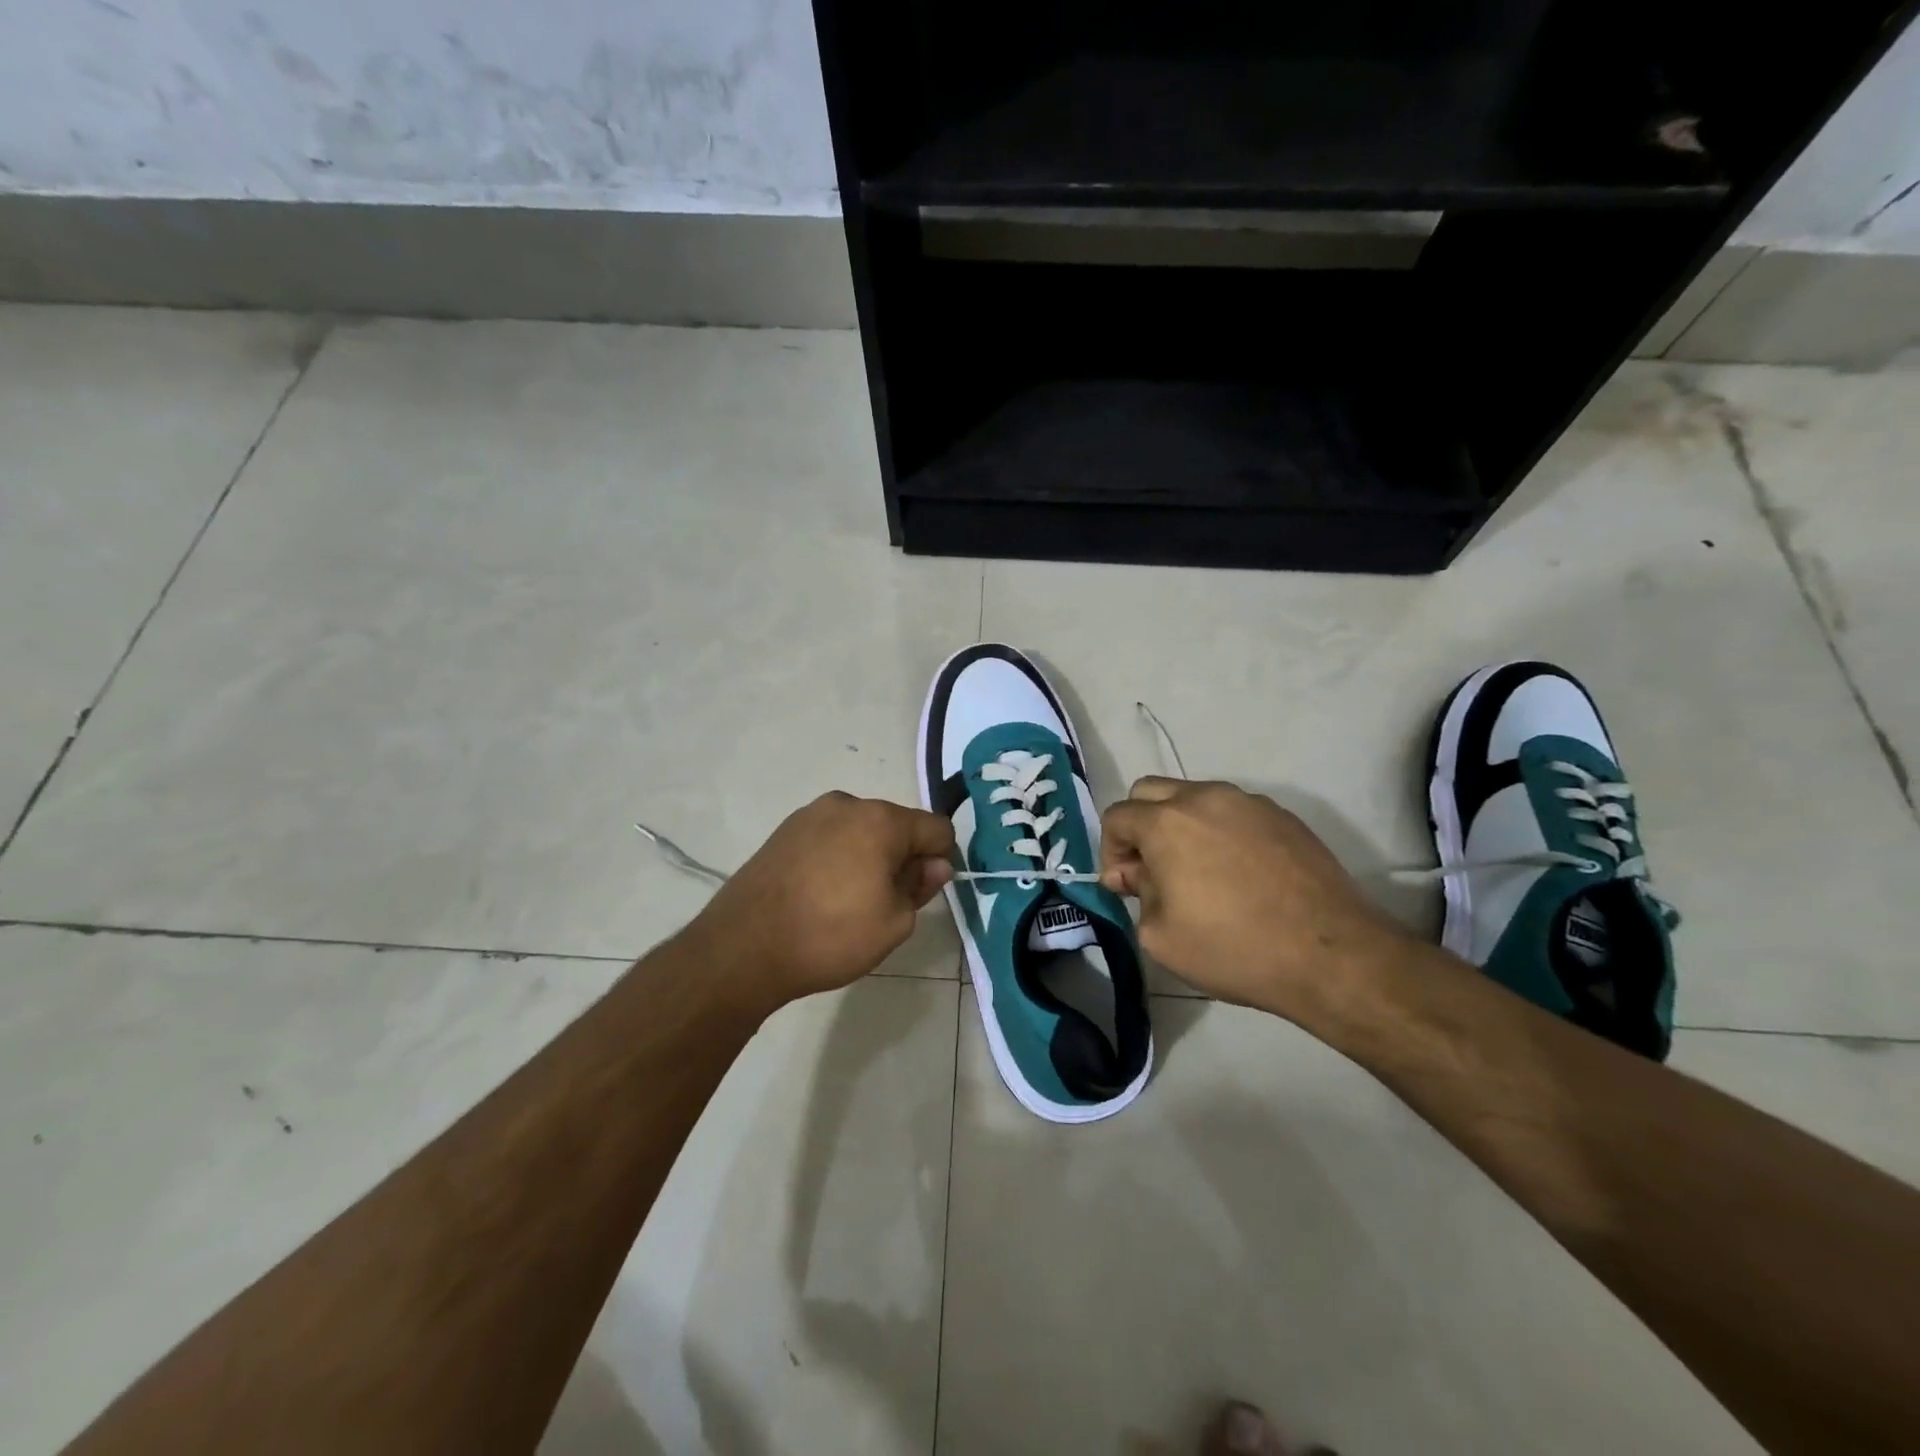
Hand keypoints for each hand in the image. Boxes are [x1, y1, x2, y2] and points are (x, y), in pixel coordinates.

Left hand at [688, 792, 953, 1011]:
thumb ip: (921, 886)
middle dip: (902, 856)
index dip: (941, 859)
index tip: (924, 890)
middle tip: (886, 902)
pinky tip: (820, 893)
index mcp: (881, 820)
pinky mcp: (784, 830)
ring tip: (847, 901)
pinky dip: (837, 858)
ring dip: (868, 856)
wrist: (743, 947)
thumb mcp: (894, 922)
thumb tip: (935, 865)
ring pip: (861, 830)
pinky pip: (830, 837)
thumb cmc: (830, 935)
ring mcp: (811, 814)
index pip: (937, 828)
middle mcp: (847, 804)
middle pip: (896, 825)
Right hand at [1100, 777, 1415, 1018]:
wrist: (1331, 955)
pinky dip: (1220, 831)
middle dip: (1139, 826)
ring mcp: (1248, 802)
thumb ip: (1137, 893)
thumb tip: (1136, 873)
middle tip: (1152, 870)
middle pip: (1150, 792)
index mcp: (1166, 822)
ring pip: (1194, 797)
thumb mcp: (1161, 936)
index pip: (1116, 816)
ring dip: (1181, 825)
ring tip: (1198, 871)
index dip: (1110, 851)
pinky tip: (1238, 873)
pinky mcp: (1283, 816)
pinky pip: (1233, 812)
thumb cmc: (1234, 949)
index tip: (1125, 886)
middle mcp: (1204, 798)